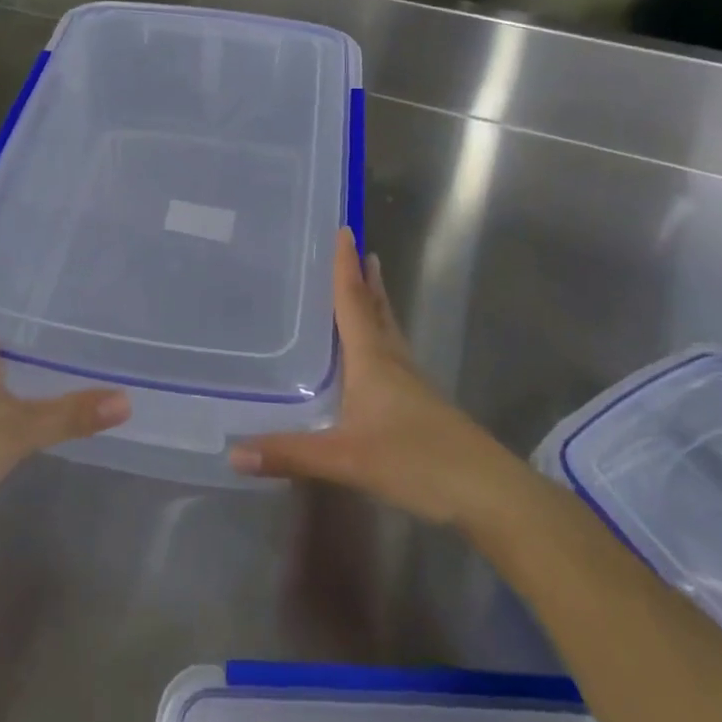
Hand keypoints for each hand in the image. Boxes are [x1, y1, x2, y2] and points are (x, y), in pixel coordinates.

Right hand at [230, 230, 499, 524]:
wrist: (487, 492)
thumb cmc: (416, 461)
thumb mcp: (346, 459)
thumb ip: (290, 453)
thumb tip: (234, 452)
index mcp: (372, 359)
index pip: (354, 301)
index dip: (345, 267)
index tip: (344, 230)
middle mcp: (392, 360)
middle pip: (376, 308)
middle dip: (364, 278)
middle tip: (358, 248)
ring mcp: (411, 382)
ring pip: (388, 330)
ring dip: (376, 303)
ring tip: (369, 282)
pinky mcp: (421, 403)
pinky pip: (392, 354)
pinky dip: (379, 336)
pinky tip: (373, 354)